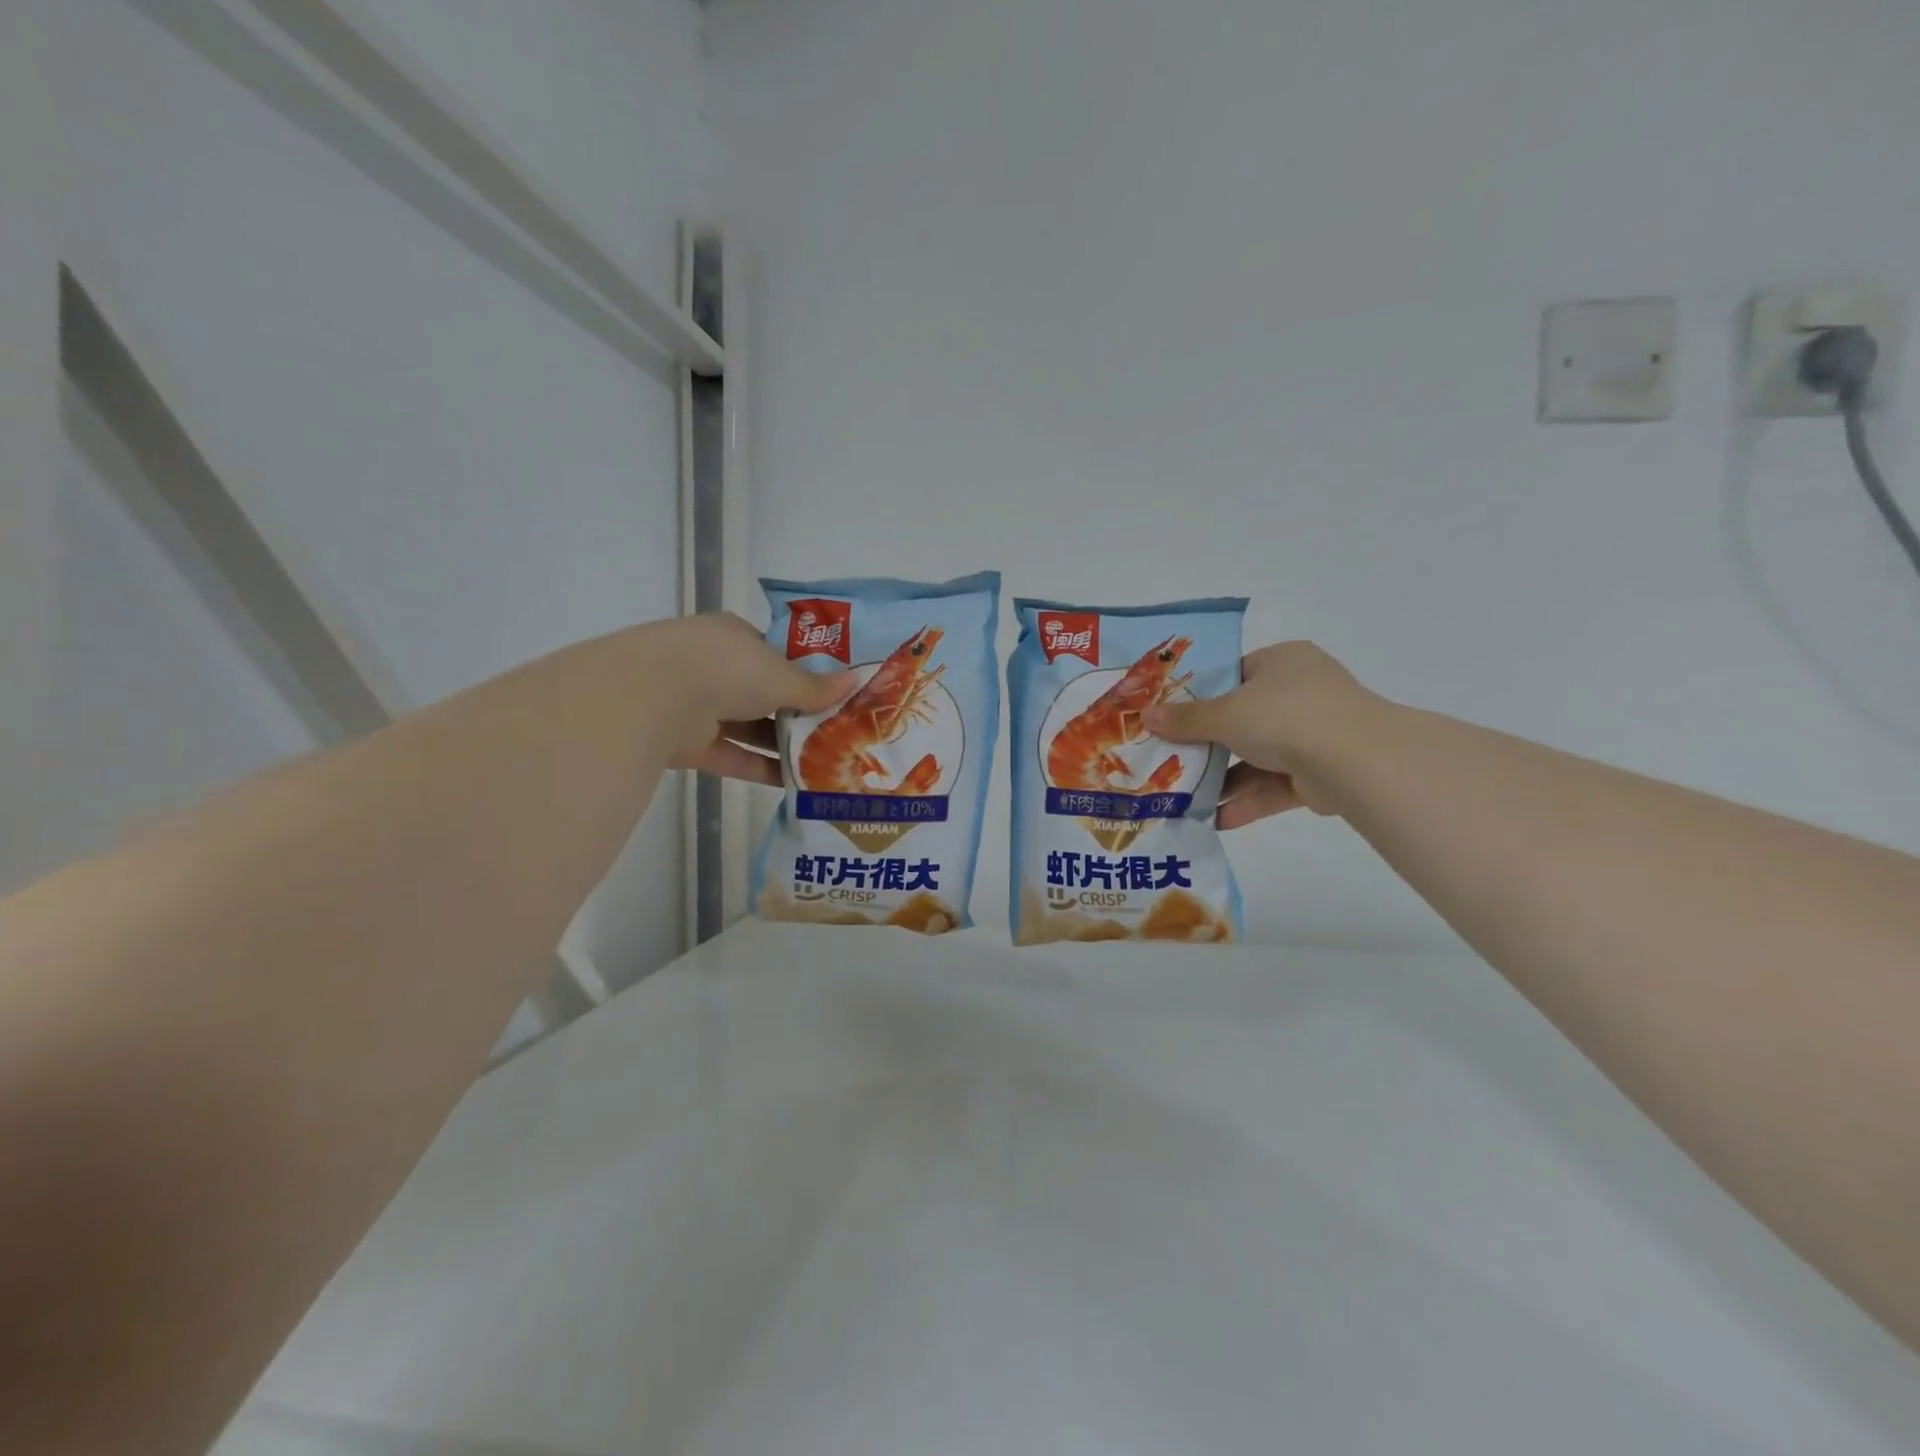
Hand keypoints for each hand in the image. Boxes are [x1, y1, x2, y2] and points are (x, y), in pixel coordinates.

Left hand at [639, 614, 854, 785]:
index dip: (805, 674)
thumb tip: (853, 683)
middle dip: (797, 714)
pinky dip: (761, 769)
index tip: (834, 695)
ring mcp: (698, 706)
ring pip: (749, 728)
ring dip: (782, 745)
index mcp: (734, 638)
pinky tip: (795, 784)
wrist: (651, 696)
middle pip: (764, 694)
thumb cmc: (725, 667)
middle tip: (838, 733)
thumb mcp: (780, 674)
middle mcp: (715, 668)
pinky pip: (733, 756)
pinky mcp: (688, 743)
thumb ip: (815, 687)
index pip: (775, 655)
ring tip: (825, 763)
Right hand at [1142, 641, 1379, 828]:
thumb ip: (1185, 719)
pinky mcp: (1319, 774)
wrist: (1354, 760)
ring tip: (1183, 798)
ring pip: (1257, 757)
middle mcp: (1300, 694)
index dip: (1201, 695)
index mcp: (1282, 663)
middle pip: (1242, 720)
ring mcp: (1313, 735)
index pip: (1234, 675)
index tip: (1170, 716)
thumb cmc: (1284, 715)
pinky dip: (1247, 802)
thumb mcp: (1225, 713)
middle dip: (1208, 745)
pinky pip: (1273, 786)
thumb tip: (1145, 716)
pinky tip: (1215, 820)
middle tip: (1169, 759)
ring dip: (1223, 780)